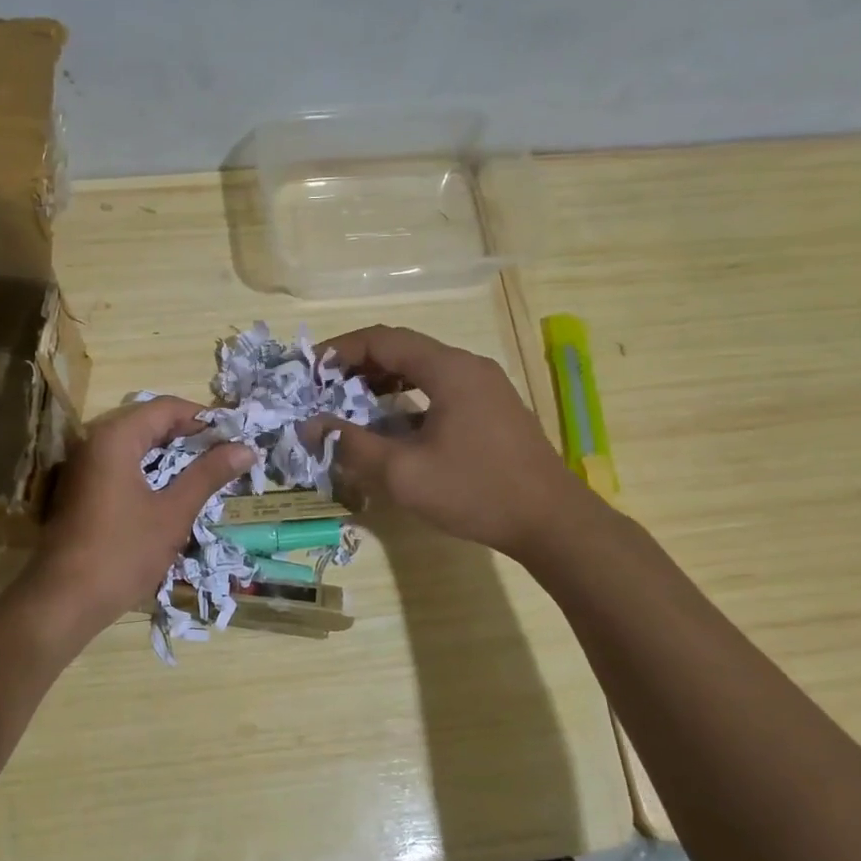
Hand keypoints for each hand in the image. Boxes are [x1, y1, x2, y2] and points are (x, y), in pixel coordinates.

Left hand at [28, 396, 256, 627]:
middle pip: (149, 422)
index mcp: (115, 437)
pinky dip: (150, 470)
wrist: (64, 600)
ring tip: (207, 473)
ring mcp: (84, 465)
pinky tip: (173, 491)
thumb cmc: (123, 553)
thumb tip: (246, 449)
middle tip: (226, 455)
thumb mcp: (173, 513)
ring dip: (171, 455)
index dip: (204, 418)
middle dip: (189, 436)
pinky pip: (121, 465)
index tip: (236, 436)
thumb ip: (208, 475)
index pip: (167, 407)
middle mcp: (95, 441)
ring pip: (136, 445)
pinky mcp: (81, 488)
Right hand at [304, 325, 576, 557]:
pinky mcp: (491, 410)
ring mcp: (484, 387)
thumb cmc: (475, 491)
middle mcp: (468, 367)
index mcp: (449, 369)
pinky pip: (439, 389)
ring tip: (348, 404)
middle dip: (357, 365)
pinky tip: (390, 426)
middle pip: (402, 349)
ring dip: (381, 381)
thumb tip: (309, 426)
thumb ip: (351, 445)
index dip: (340, 350)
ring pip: (422, 369)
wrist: (551, 522)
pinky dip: (407, 398)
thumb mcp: (403, 473)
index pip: (382, 339)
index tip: (309, 371)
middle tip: (323, 389)